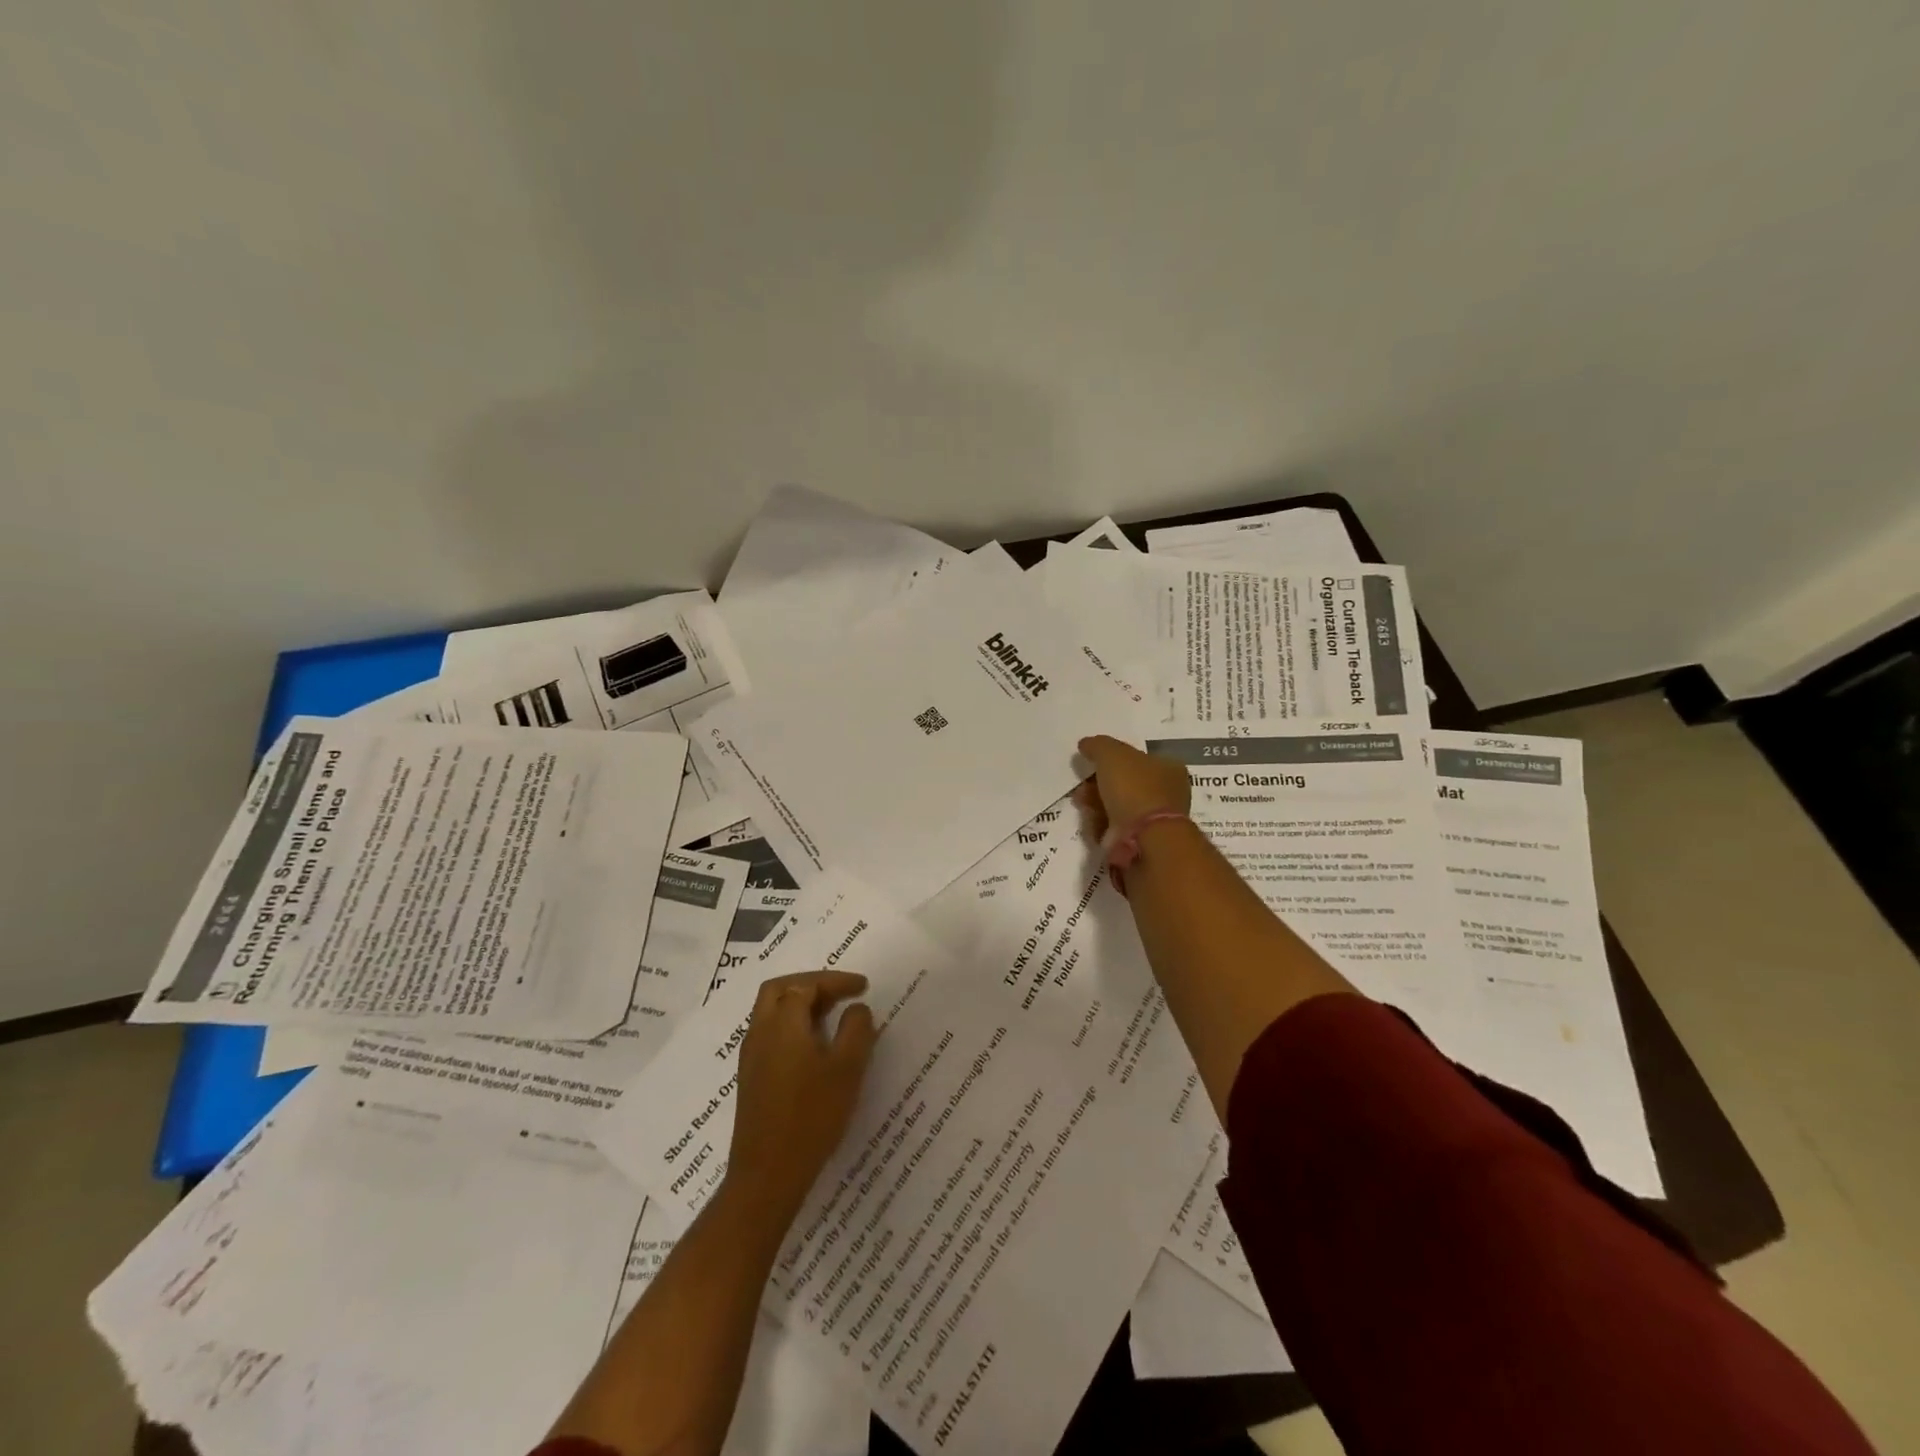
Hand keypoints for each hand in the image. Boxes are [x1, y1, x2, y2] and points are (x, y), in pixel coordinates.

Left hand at [726, 971, 877, 1214]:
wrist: (767, 1175)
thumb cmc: (811, 1116)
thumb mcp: (847, 1069)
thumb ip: (857, 1030)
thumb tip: (856, 1009)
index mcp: (782, 1023)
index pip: (806, 985)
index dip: (836, 981)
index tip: (863, 986)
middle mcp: (760, 1032)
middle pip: (779, 990)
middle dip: (811, 984)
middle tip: (840, 993)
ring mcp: (751, 1057)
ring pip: (771, 1012)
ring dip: (800, 1005)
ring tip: (833, 1016)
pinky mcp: (751, 1079)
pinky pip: (770, 1034)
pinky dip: (792, 1026)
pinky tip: (814, 1047)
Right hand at [1075, 734, 1191, 842]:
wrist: (1143, 837)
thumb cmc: (1134, 788)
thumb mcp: (1111, 754)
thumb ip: (1098, 745)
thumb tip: (1086, 744)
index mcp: (1169, 768)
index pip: (1138, 759)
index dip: (1112, 759)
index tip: (1092, 763)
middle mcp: (1166, 793)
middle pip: (1124, 783)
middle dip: (1099, 784)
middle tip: (1082, 786)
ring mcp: (1154, 820)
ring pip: (1117, 806)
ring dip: (1096, 804)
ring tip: (1082, 804)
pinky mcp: (1141, 841)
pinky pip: (1115, 828)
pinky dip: (1101, 824)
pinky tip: (1093, 822)